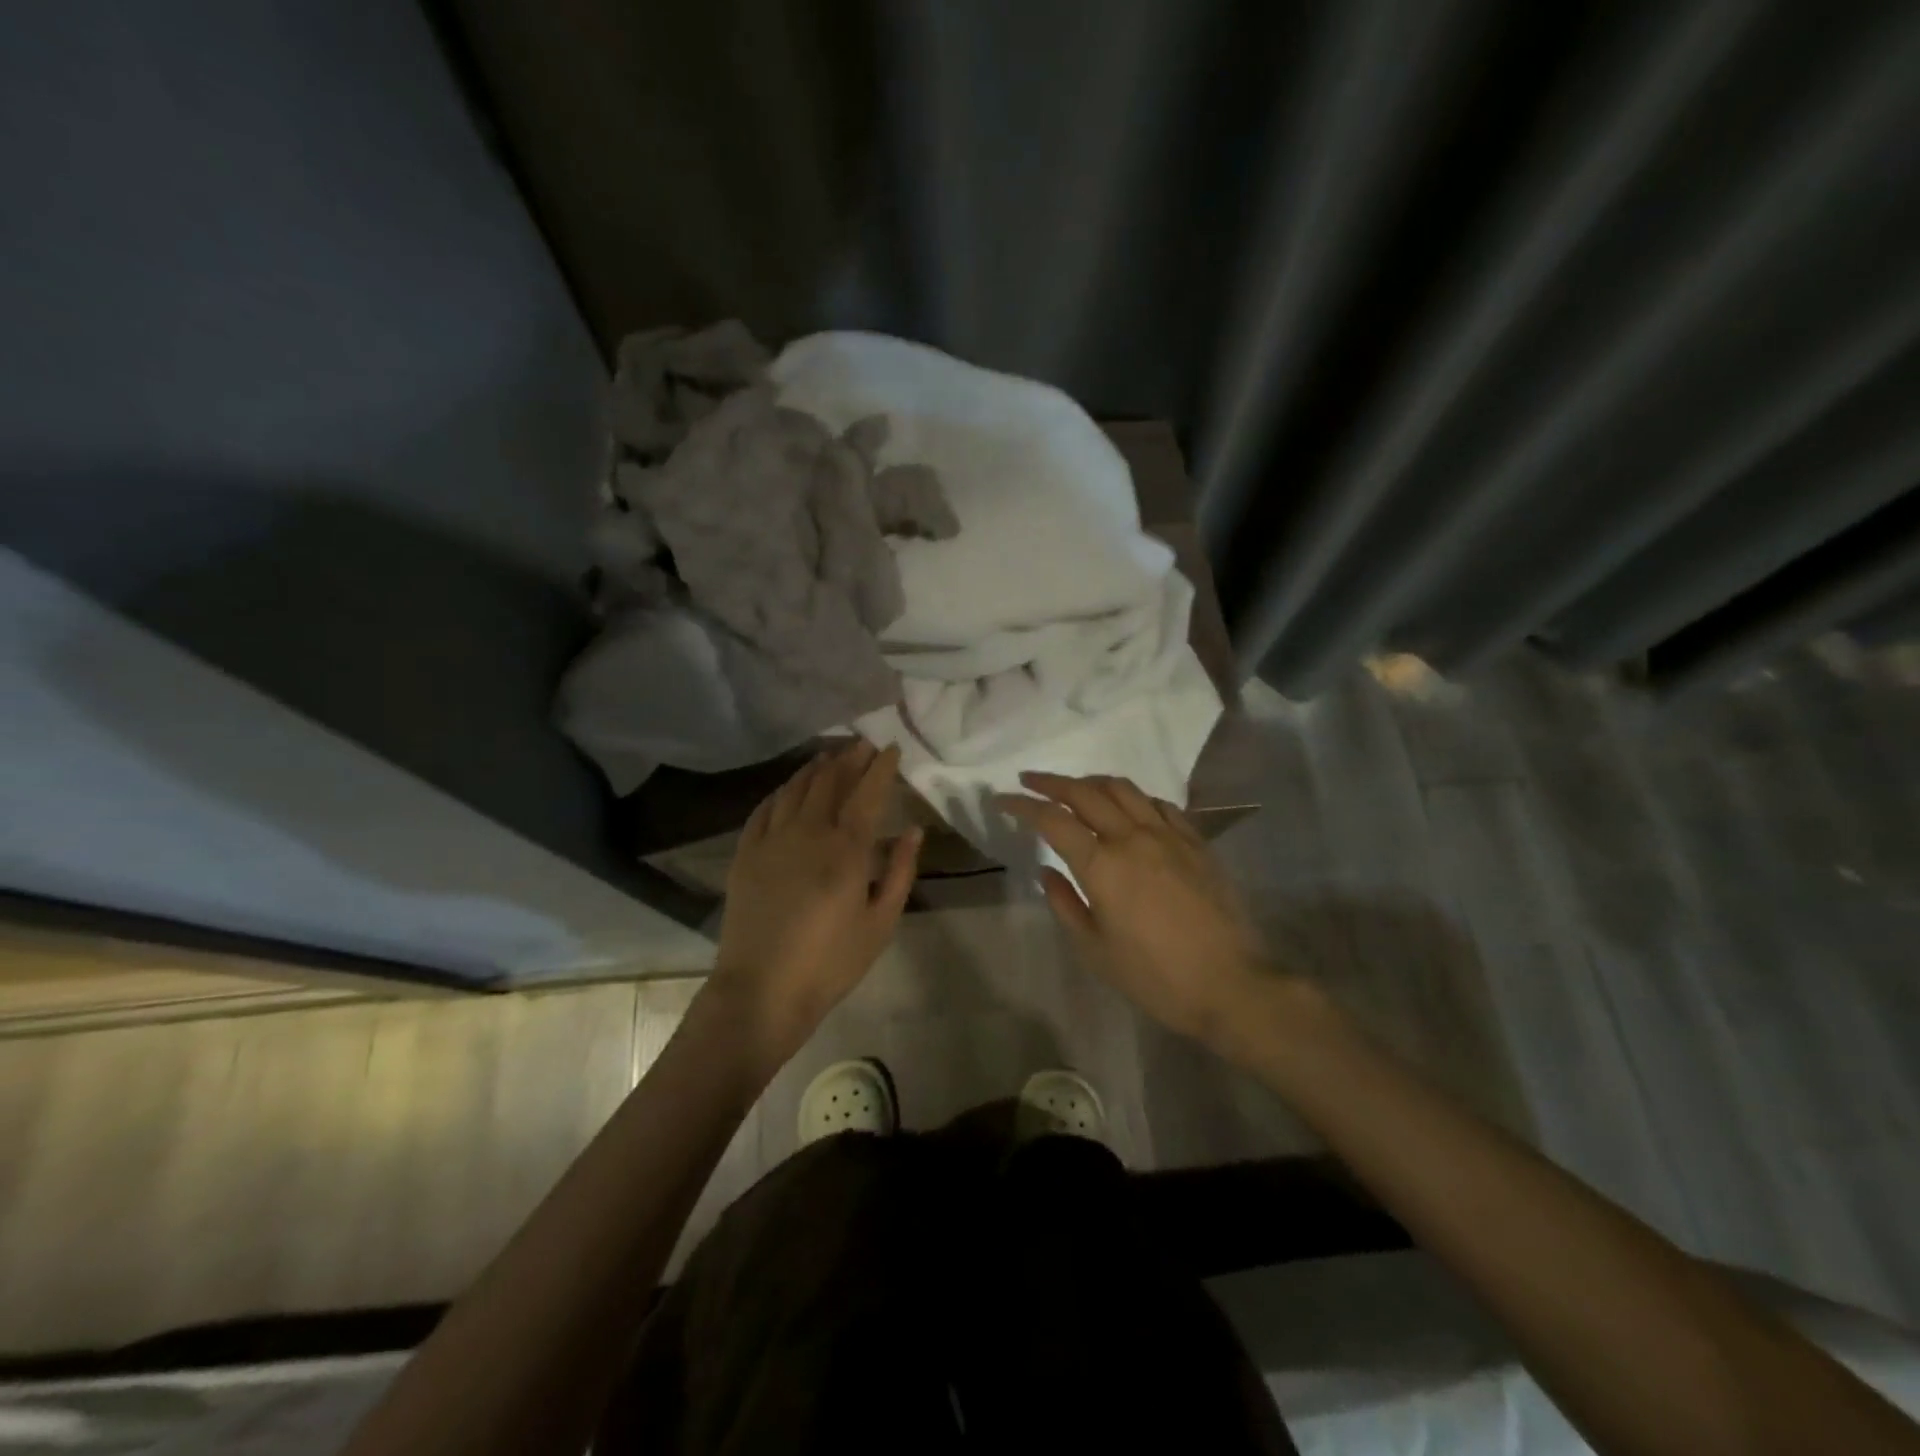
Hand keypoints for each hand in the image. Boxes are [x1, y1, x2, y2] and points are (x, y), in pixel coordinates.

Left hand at [710, 742, 920, 1068]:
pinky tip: (788, 788)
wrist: (761, 991)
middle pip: (829, 781)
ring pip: (795, 788)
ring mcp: (771, 840)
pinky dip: (781, 791)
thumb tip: (914, 830)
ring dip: (815, 767)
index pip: (867, 792)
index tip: (890, 747)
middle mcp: (808, 832)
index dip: (880, 766)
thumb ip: (900, 871)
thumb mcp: (881, 923)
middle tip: (861, 744)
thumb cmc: (830, 962)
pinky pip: (764, 808)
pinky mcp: (745, 854)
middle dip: (849, 758)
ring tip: (829, 756)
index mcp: (846, 849)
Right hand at [998, 772, 1271, 1045]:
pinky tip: (1129, 807)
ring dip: (1092, 782)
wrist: (1231, 984)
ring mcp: (1168, 835)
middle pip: (1085, 793)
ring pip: (1124, 789)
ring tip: (1075, 788)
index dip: (1022, 805)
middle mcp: (1132, 837)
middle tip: (1030, 780)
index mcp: (1102, 865)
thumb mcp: (1095, 950)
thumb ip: (1066, 904)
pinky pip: (1159, 804)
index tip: (1002, 799)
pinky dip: (1134, 797)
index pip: (1052, 820)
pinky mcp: (1196, 842)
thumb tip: (1048, 871)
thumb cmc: (1155, 976)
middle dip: (1052, 782)